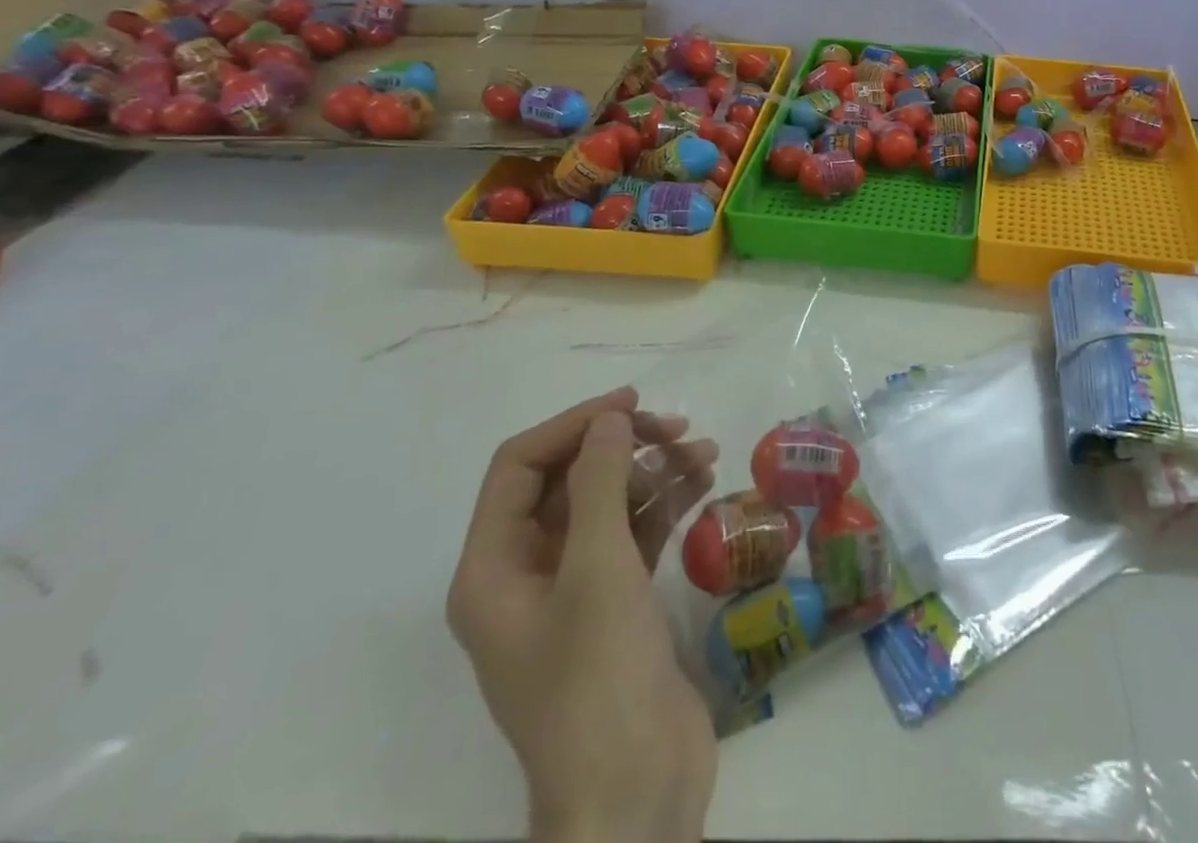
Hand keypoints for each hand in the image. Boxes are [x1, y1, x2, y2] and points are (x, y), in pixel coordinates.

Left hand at [448, 388, 720, 842]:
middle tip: (678, 430)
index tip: (632, 404)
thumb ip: (599, 482)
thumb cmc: (599, 679)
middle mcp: (526, 575)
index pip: (519, 467)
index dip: (573, 425)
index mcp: (493, 570)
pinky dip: (666, 504)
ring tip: (704, 452)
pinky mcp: (616, 606)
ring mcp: (573, 592)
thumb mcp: (598, 569)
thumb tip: (608, 417)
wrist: (635, 792)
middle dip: (621, 447)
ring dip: (652, 471)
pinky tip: (705, 483)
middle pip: (567, 481)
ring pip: (607, 504)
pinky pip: (636, 534)